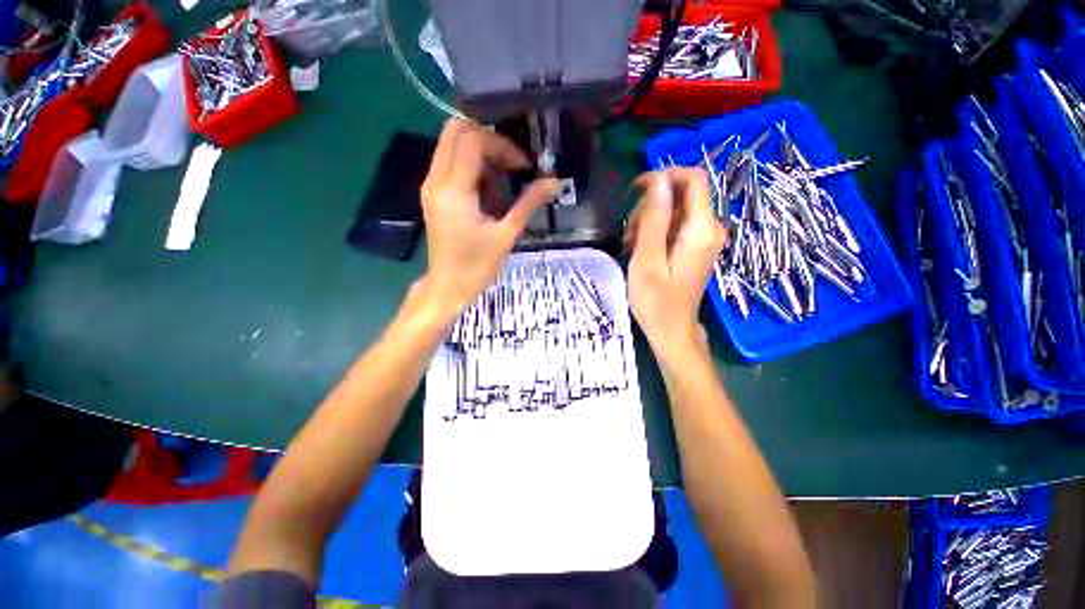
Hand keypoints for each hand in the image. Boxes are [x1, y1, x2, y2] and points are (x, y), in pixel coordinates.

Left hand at [418, 119, 558, 319]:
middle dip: (487, 138)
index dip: (502, 145)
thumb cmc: (477, 266)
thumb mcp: (506, 235)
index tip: (522, 166)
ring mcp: (430, 186)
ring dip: (479, 151)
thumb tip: (554, 181)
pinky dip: (470, 164)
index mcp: (454, 191)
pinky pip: (449, 162)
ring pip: (450, 144)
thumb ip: (528, 204)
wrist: (448, 287)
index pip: (473, 140)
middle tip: (510, 162)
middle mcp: (436, 181)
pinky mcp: (432, 194)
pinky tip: (488, 188)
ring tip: (502, 176)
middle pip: (455, 131)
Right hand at [625, 168, 725, 353]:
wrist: (672, 330)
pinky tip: (640, 248)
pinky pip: (676, 225)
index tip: (636, 190)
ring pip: (676, 209)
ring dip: (649, 220)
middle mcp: (710, 227)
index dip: (664, 175)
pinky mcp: (696, 246)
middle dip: (651, 205)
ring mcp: (704, 237)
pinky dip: (656, 231)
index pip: (694, 179)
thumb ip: (655, 219)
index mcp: (701, 229)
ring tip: (631, 244)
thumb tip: (659, 180)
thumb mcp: (647, 260)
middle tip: (629, 232)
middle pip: (681, 194)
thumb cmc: (655, 301)